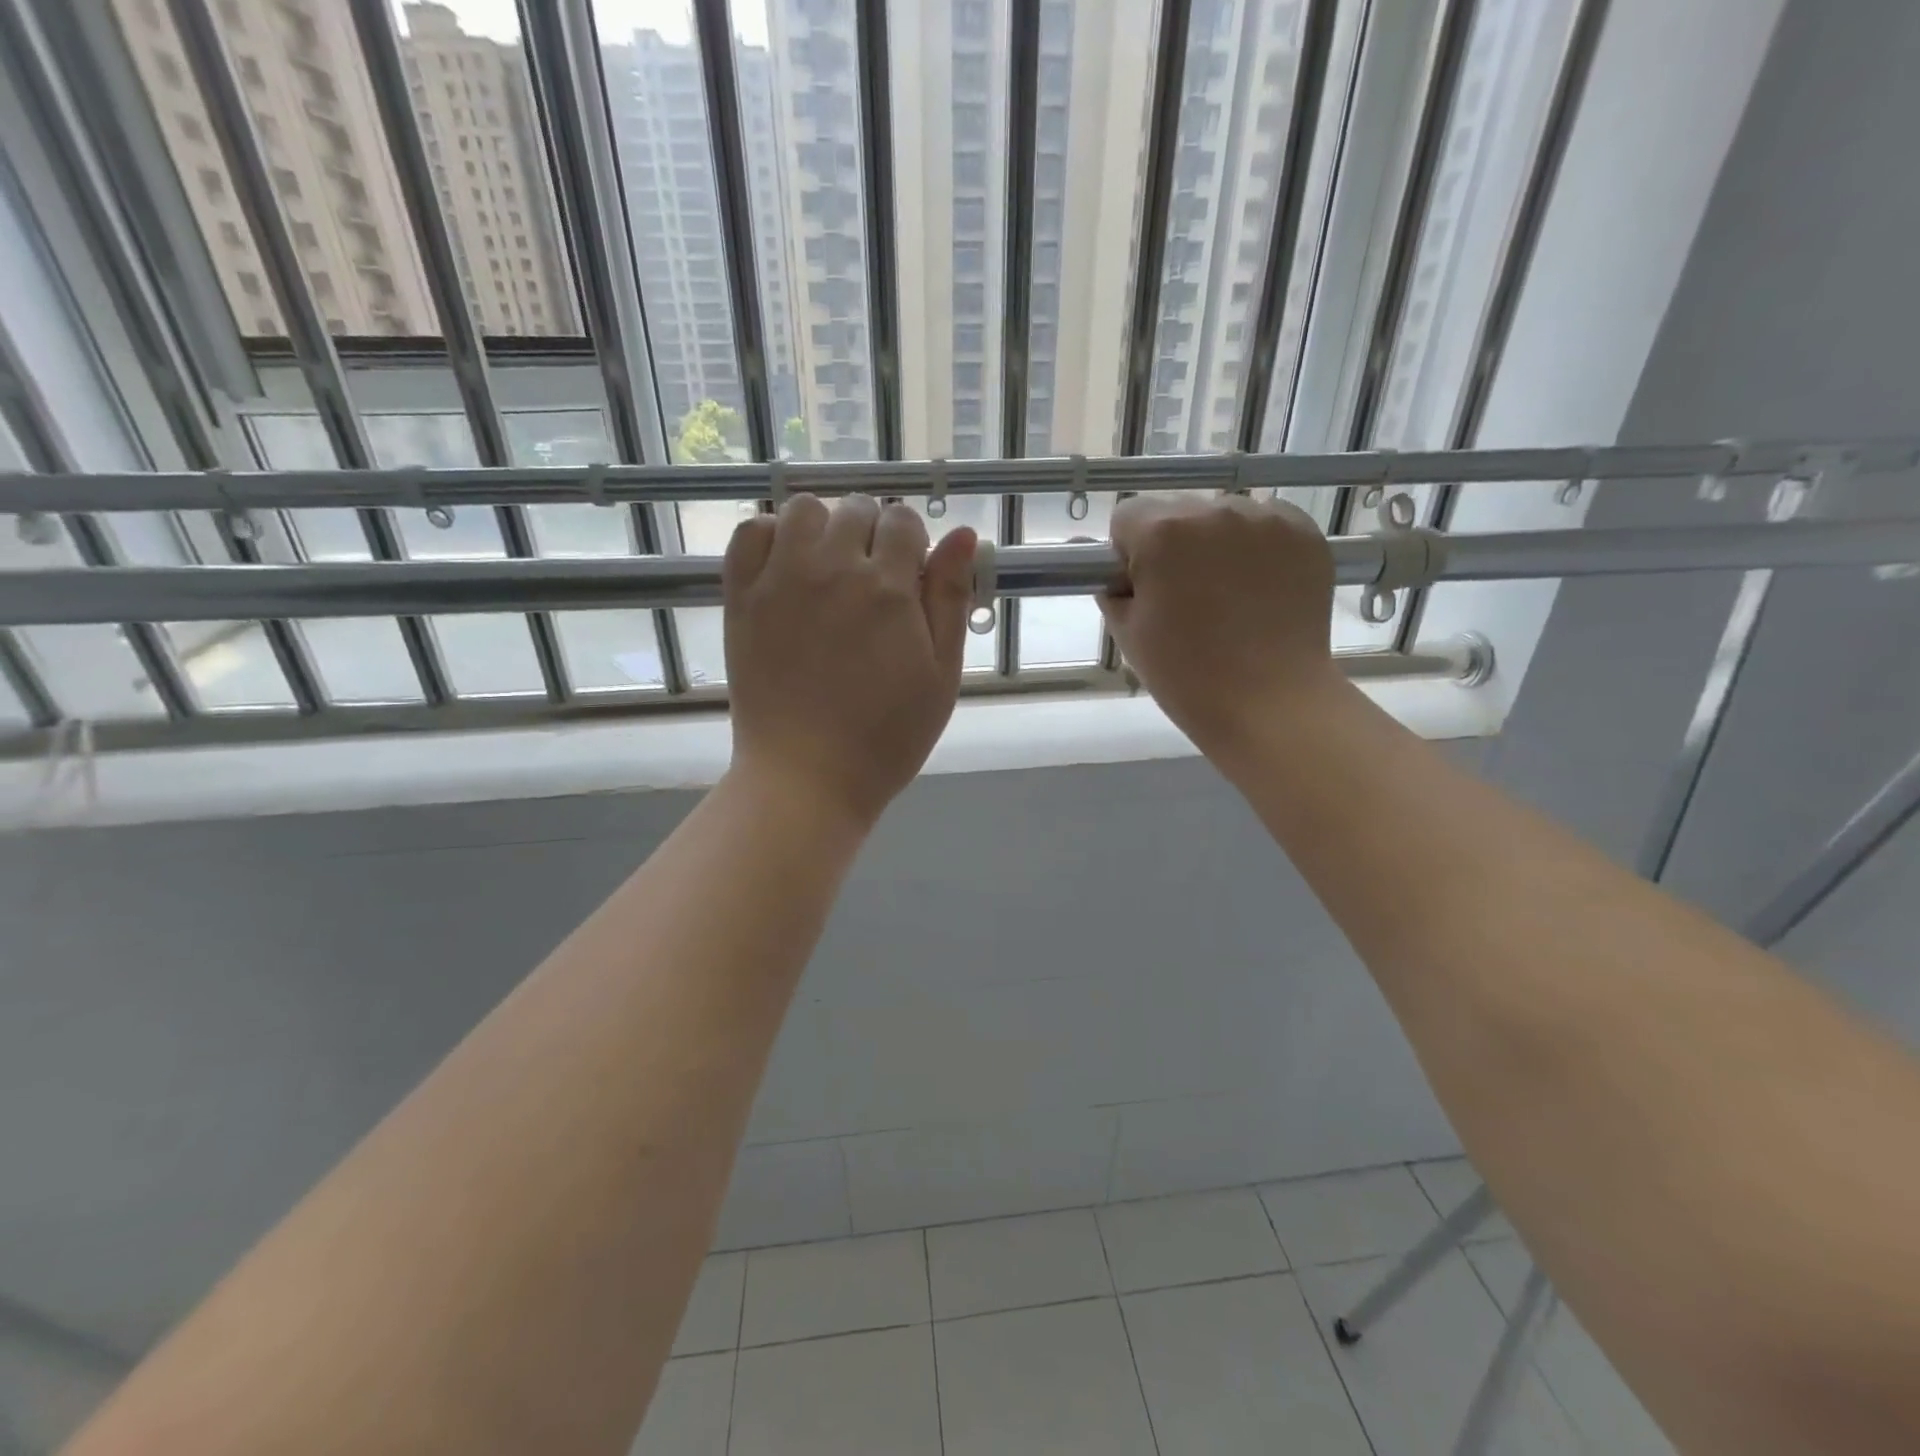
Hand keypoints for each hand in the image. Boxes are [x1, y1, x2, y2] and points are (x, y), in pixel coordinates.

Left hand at [724, 493, 976, 828]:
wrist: (807, 776)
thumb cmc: (886, 736)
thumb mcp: (941, 675)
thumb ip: (950, 599)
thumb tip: (964, 535)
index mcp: (888, 588)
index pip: (903, 521)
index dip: (912, 542)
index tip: (910, 576)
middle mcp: (832, 569)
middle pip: (856, 508)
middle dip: (872, 532)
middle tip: (873, 579)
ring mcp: (780, 580)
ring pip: (803, 510)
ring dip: (822, 526)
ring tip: (829, 567)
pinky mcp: (742, 598)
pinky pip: (749, 534)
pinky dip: (770, 536)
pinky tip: (786, 566)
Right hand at [1100, 494, 1339, 761]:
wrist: (1270, 702)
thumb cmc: (1186, 675)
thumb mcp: (1128, 634)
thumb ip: (1112, 590)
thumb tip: (1113, 572)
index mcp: (1162, 533)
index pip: (1127, 515)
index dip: (1128, 552)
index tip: (1143, 588)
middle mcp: (1214, 512)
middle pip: (1177, 511)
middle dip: (1173, 544)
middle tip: (1185, 596)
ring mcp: (1266, 519)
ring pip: (1223, 516)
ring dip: (1216, 543)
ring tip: (1228, 594)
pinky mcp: (1304, 534)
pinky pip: (1266, 525)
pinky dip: (1257, 547)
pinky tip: (1260, 588)